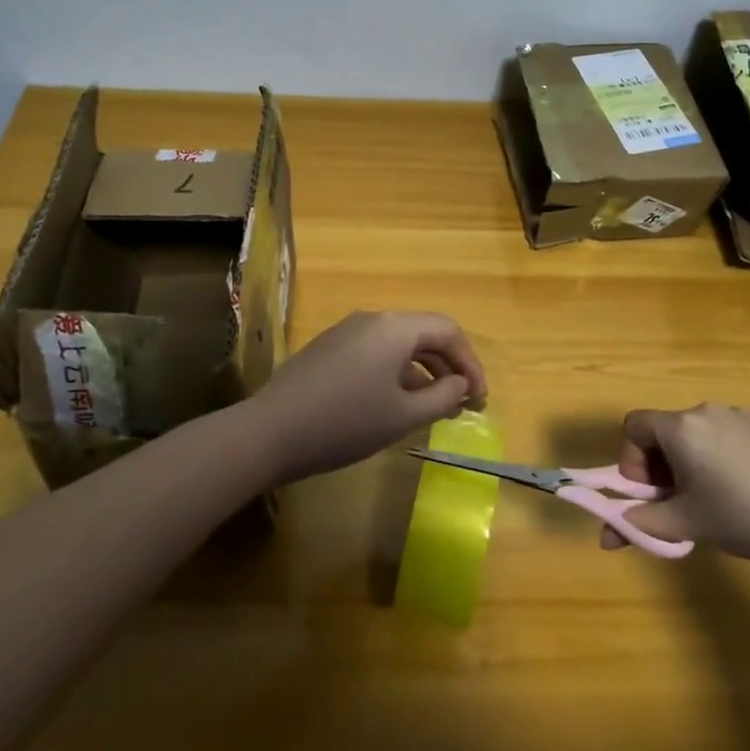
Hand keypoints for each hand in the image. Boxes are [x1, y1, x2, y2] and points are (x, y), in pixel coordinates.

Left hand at [250, 311, 487, 482]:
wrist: (270, 431)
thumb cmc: (345, 422)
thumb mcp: (403, 415)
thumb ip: (443, 397)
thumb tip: (462, 384)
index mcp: (395, 327)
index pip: (448, 331)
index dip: (471, 363)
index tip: (479, 400)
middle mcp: (373, 319)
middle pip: (424, 334)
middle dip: (449, 368)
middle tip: (463, 406)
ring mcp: (347, 331)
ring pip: (399, 344)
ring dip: (423, 372)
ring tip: (433, 408)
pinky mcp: (329, 348)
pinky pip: (375, 352)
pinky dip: (396, 373)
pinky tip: (394, 404)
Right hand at [608, 404, 749, 580]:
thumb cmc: (745, 521)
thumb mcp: (687, 526)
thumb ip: (640, 525)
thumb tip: (605, 537)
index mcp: (681, 428)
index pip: (633, 427)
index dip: (632, 460)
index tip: (653, 493)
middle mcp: (707, 409)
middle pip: (667, 430)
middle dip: (664, 464)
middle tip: (683, 502)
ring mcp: (742, 412)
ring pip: (701, 432)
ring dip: (696, 459)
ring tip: (722, 498)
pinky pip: (734, 433)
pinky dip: (729, 454)